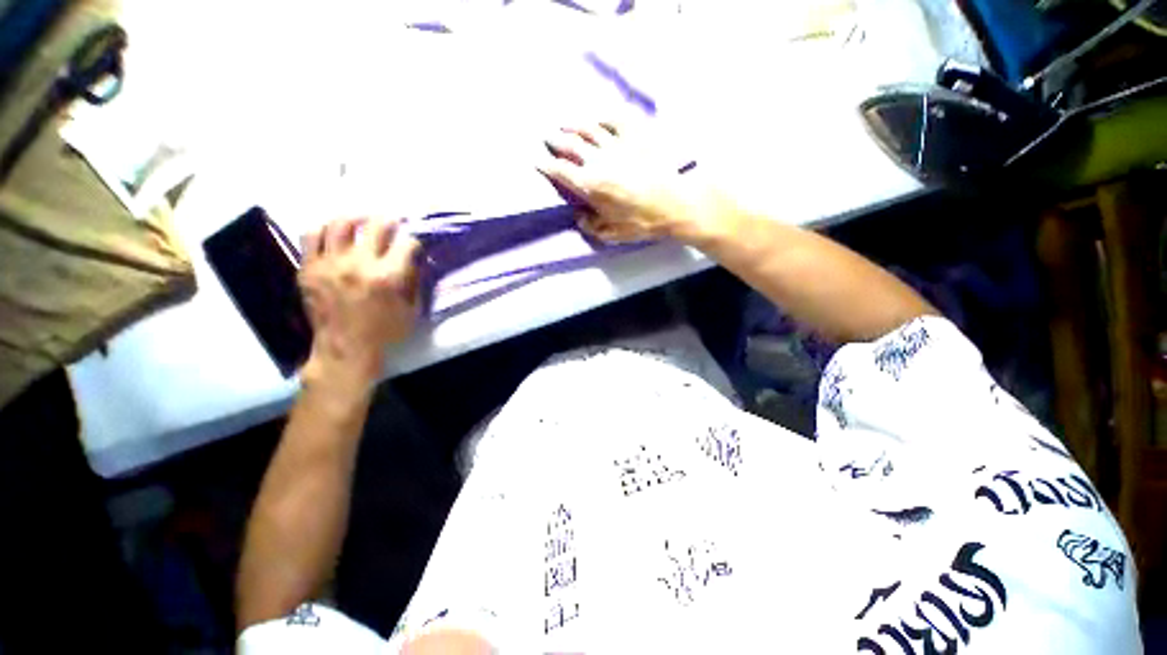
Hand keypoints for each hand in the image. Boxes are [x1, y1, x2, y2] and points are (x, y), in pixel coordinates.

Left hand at [298, 217, 420, 388]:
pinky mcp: (309, 268)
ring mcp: (330, 264)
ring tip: (361, 221)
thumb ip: (414, 280)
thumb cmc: (385, 332)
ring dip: (356, 218)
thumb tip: (413, 259)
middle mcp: (359, 264)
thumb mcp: (412, 309)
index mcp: (388, 277)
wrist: (345, 349)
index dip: (414, 243)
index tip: (413, 247)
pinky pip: (311, 236)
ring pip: (340, 223)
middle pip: (376, 226)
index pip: (407, 244)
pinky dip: (324, 229)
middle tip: (392, 223)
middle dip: (389, 221)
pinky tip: (334, 233)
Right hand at [538, 122, 727, 243]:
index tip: (536, 159)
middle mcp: (598, 160)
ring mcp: (617, 144)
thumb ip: (591, 226)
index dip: (546, 164)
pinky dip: (603, 117)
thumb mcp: (612, 233)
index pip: (560, 171)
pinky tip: (598, 118)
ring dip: (574, 126)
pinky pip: (615, 119)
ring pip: (589, 129)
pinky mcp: (636, 135)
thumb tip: (579, 217)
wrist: (674, 204)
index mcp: (590, 185)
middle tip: (547, 137)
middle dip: (555, 140)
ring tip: (566, 124)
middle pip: (570, 145)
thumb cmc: (642, 222)